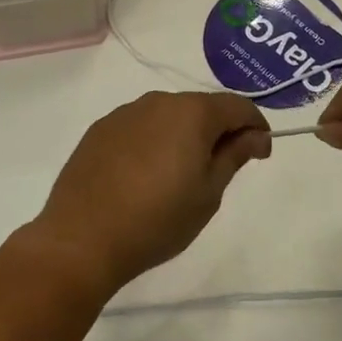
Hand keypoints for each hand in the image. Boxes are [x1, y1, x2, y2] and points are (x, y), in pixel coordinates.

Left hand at [30, 91, 270, 294]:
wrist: (81, 239)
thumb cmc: (157, 220)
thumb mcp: (208, 193)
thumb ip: (234, 155)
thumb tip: (256, 136)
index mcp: (192, 112)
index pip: (237, 106)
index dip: (255, 126)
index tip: (260, 154)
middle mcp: (159, 101)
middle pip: (202, 107)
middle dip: (219, 130)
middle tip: (221, 169)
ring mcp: (125, 113)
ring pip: (168, 116)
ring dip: (183, 135)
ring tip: (179, 175)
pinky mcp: (100, 130)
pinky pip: (139, 127)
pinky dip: (152, 142)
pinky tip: (144, 175)